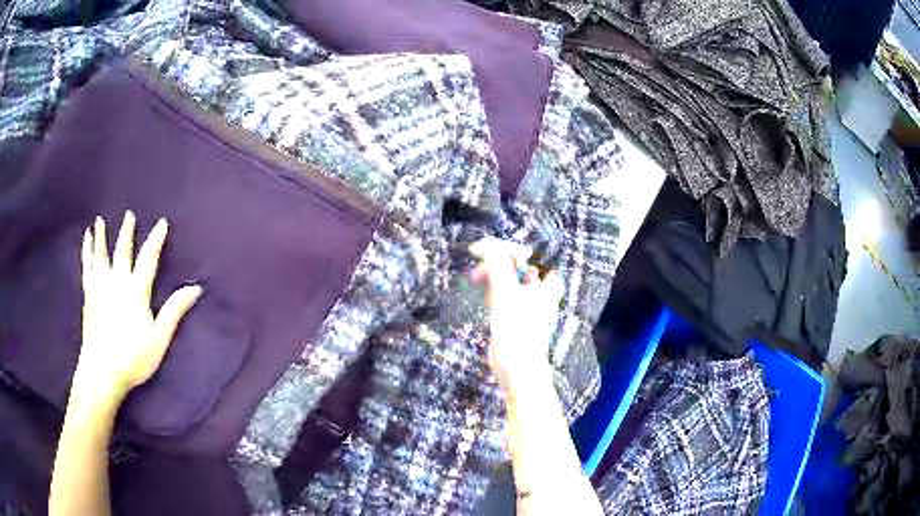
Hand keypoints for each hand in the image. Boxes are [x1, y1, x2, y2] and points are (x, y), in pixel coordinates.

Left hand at [74, 211, 201, 406]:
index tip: (162, 222)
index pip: (148, 258)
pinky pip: (87, 266)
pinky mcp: (88, 294)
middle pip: (123, 250)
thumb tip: (196, 288)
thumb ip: (174, 310)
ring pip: (101, 254)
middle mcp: (117, 281)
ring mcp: (100, 286)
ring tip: (99, 221)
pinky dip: (87, 251)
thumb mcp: (159, 338)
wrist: (102, 371)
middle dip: (127, 232)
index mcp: (135, 290)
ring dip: (101, 236)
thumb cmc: (133, 357)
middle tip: (129, 214)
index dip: (156, 240)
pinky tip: (85, 241)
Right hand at [469, 239, 563, 391]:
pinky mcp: (514, 318)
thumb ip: (498, 266)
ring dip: (495, 278)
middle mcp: (539, 293)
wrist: (516, 366)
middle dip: (500, 264)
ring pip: (510, 282)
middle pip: (519, 268)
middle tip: (482, 265)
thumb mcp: (506, 291)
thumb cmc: (517, 327)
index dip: (510, 251)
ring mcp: (527, 306)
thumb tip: (489, 246)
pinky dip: (494, 292)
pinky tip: (483, 293)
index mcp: (545, 285)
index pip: (529, 257)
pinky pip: (503, 297)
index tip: (489, 251)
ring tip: (479, 278)